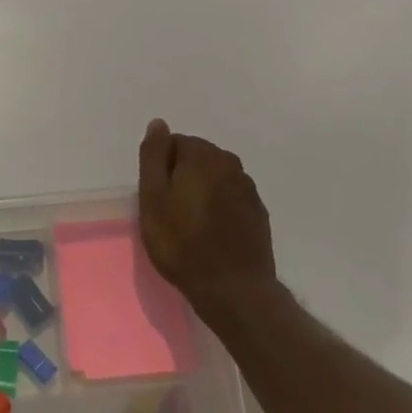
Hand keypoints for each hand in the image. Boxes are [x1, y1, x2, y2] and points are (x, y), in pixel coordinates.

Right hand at [137, 120, 277, 323]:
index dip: (161, 170)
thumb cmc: (182, 243)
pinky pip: (231, 197)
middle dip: (182, 177)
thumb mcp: (153, 198)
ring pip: (215, 178)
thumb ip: (153, 156)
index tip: (158, 198)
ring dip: (202, 192)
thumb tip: (158, 124)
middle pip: (197, 158)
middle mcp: (230, 163)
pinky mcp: (258, 211)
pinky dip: (219, 207)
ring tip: (191, 224)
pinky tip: (212, 233)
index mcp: (203, 156)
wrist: (232, 288)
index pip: (174, 143)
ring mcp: (249, 188)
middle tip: (171, 213)